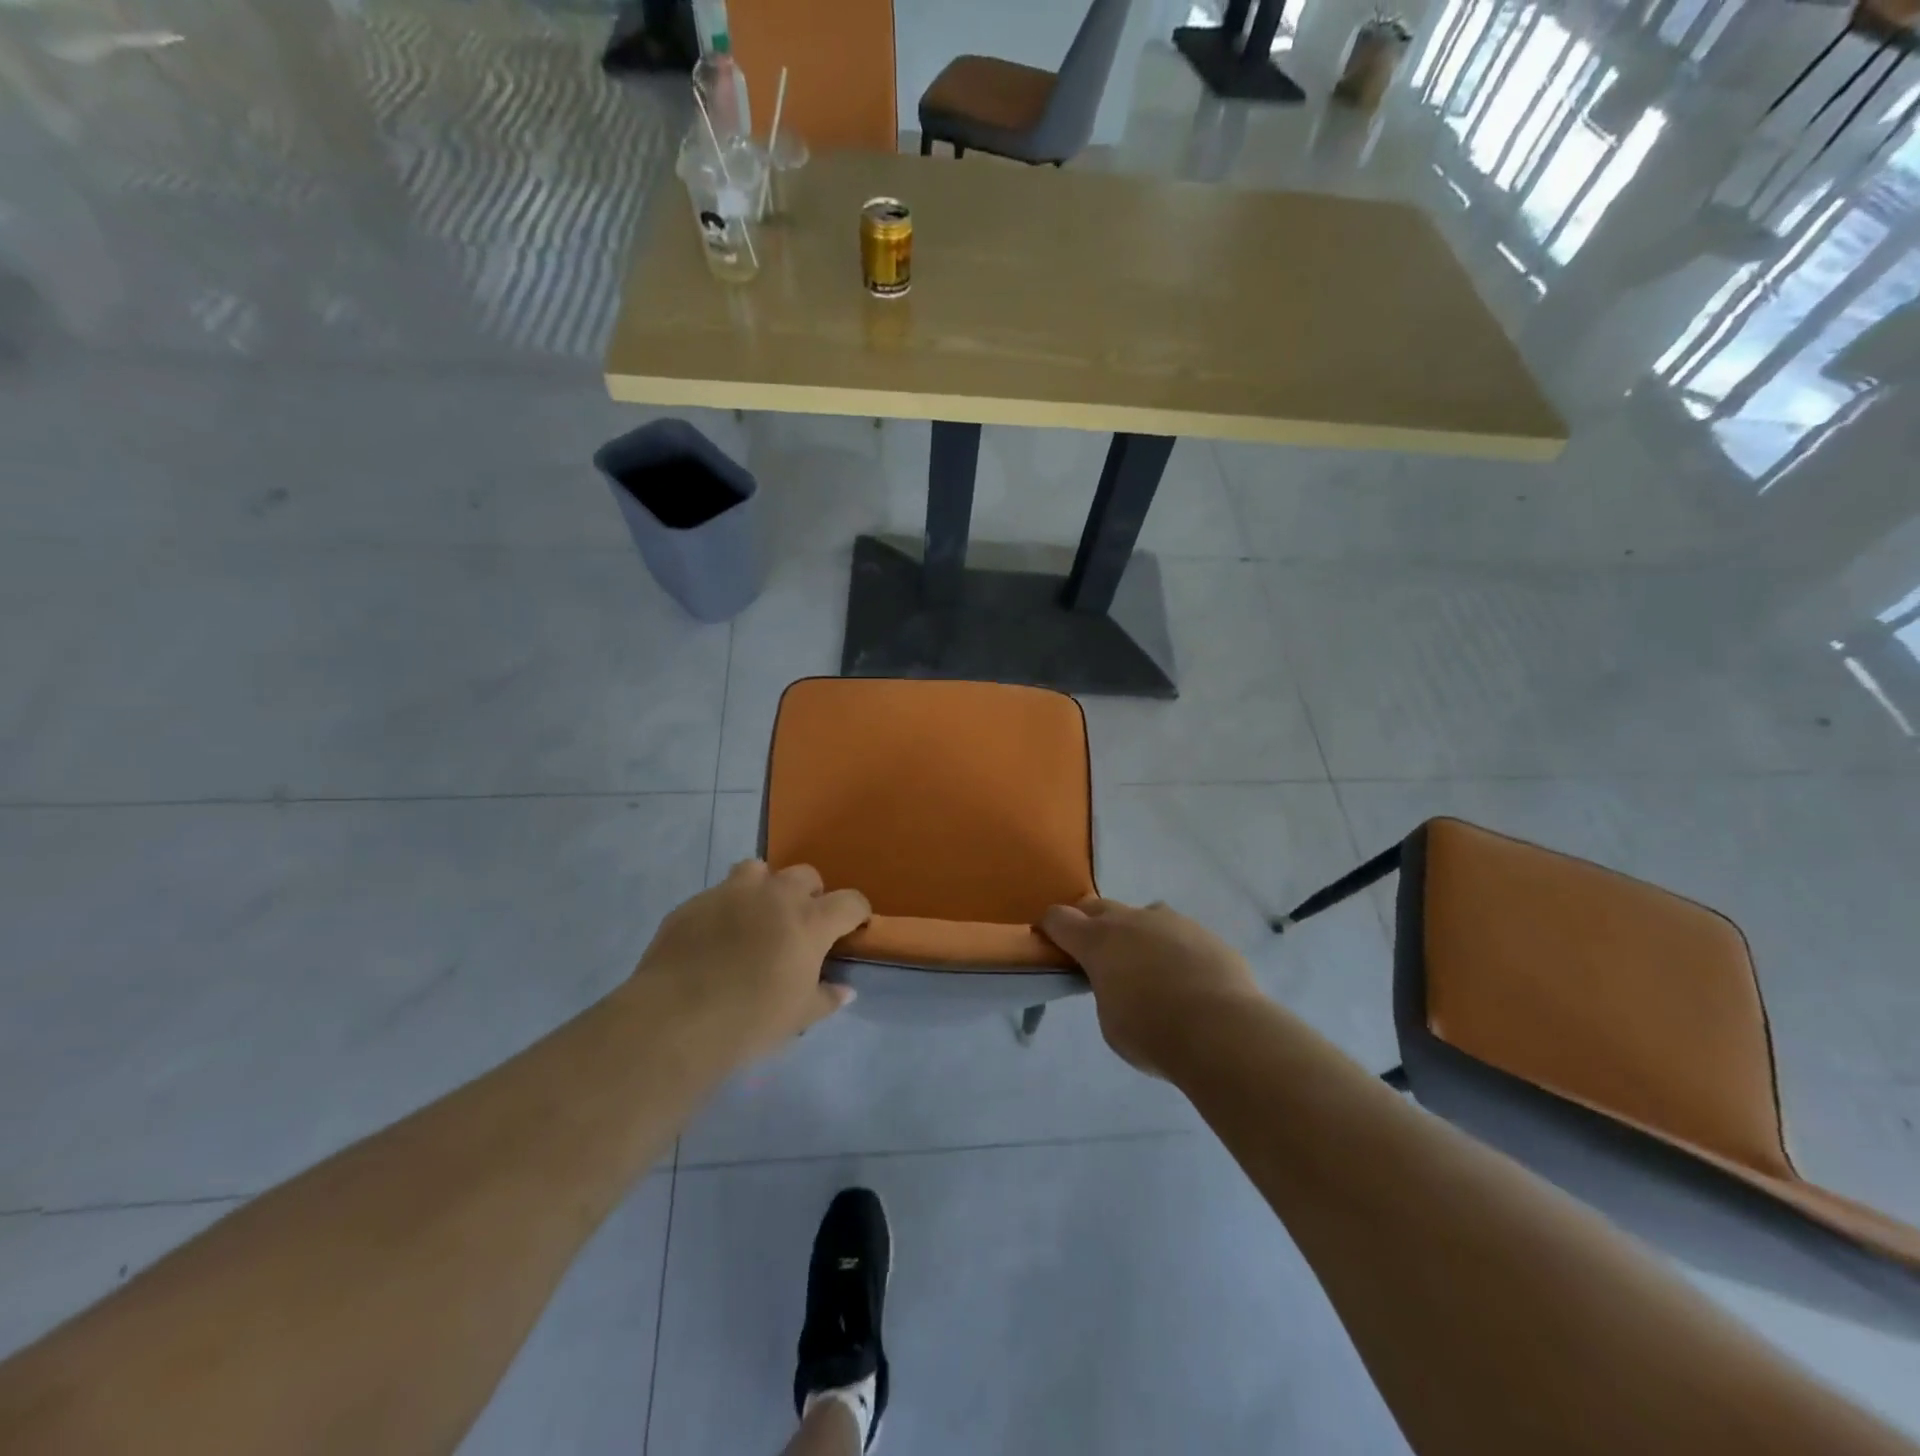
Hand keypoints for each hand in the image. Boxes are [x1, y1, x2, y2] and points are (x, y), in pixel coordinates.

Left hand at [631, 860, 870, 1064]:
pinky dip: (726, 909)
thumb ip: (826, 997)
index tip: (853, 928)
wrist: (675, 1020)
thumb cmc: (750, 1020)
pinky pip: (718, 894)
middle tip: (800, 926)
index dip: (856, 913)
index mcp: (810, 920)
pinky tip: (714, 939)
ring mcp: (732, 892)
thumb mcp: (799, 1017)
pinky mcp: (694, 902)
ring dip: (765, 888)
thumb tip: (845, 990)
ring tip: (756, 917)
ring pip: (758, 869)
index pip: (850, 902)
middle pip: (806, 875)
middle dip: (810, 895)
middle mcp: (776, 895)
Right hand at [1040, 897, 1262, 1076]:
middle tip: (1096, 953)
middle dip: (1090, 924)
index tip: (1053, 945)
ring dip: (1136, 933)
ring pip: (1143, 915)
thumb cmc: (1152, 1032)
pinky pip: (1179, 934)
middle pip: (1098, 906)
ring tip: (1148, 966)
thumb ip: (1106, 990)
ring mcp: (1171, 922)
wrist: (1223, 1030)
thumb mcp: (1111, 1021)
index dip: (1051, 929)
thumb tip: (1119, 982)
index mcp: (1098, 940)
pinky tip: (1187, 979)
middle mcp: (1131, 920)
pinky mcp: (1205, 933)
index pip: (1059, 918)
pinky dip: (1173, 949)